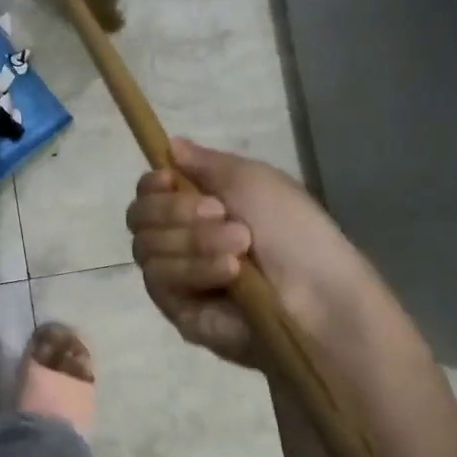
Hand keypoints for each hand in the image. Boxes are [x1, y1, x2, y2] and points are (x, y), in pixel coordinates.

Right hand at [126, 137, 383, 367]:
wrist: (318, 293)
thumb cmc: (292, 230)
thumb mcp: (252, 179)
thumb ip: (204, 162)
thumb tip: (169, 144)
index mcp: (197, 208)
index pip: (146, 193)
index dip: (151, 185)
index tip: (169, 180)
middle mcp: (179, 240)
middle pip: (138, 217)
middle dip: (175, 211)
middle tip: (220, 213)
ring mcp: (176, 278)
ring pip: (146, 248)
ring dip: (193, 240)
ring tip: (240, 247)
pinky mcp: (178, 312)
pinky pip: (160, 281)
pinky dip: (194, 268)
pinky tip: (229, 272)